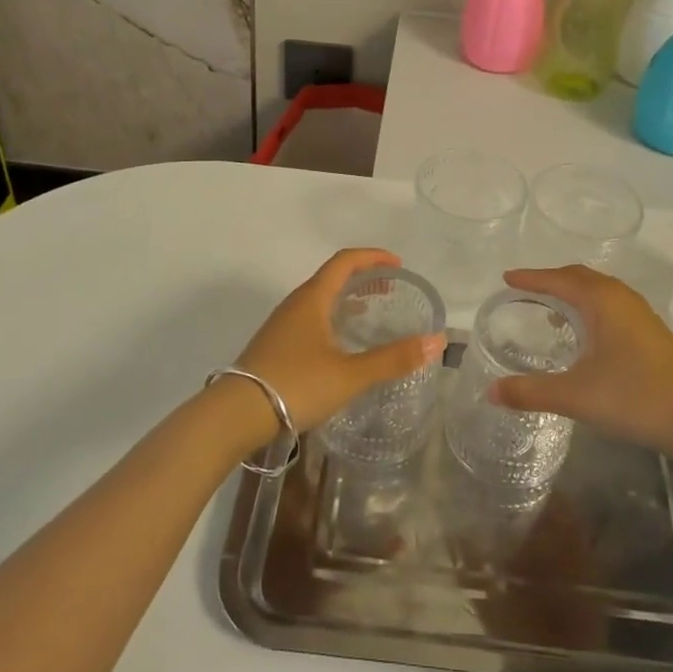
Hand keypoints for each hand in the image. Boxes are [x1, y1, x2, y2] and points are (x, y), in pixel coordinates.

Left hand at [228, 248, 443, 437]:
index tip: (398, 265)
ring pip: (319, 300)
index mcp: (312, 298)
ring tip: (370, 313)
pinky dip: (332, 319)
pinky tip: (340, 345)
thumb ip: (393, 358)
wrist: (235, 414)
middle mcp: (295, 304)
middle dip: (362, 277)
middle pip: (332, 277)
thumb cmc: (296, 384)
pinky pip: (310, 319)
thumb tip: (436, 341)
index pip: (345, 261)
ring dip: (346, 299)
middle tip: (390, 288)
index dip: (373, 257)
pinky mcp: (275, 346)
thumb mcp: (350, 374)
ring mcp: (281, 325)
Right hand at [489, 265, 672, 464]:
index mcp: (602, 301)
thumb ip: (530, 392)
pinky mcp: (654, 333)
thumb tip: (491, 392)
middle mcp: (622, 298)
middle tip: (527, 290)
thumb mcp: (575, 396)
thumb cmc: (633, 398)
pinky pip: (613, 305)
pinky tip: (588, 336)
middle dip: (553, 280)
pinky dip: (592, 307)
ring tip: (553, 310)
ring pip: (601, 291)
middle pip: (581, 277)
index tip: (507, 278)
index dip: (531, 278)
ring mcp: (642, 314)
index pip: (558, 280)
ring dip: (575, 293)